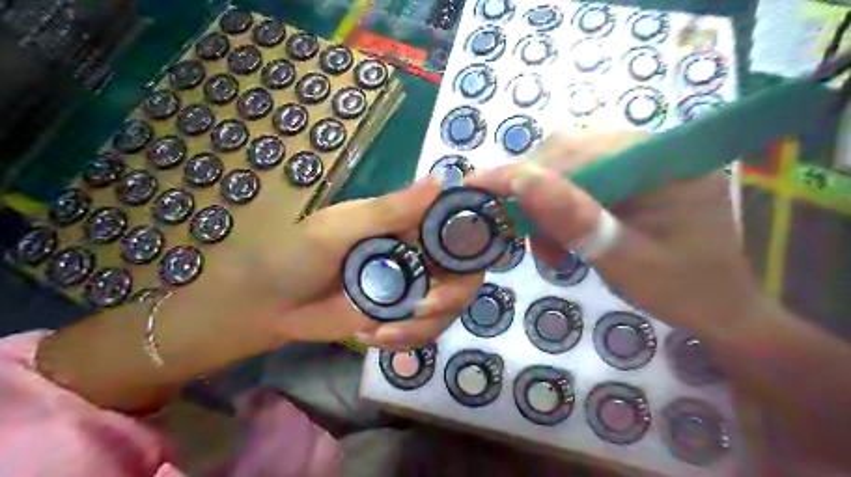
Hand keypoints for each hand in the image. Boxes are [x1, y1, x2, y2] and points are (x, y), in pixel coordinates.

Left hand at [42, 177, 484, 411]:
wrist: (267, 305)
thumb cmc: (295, 254)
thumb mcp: (339, 227)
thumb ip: (390, 209)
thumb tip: (442, 180)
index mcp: (406, 225)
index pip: (456, 225)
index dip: (475, 236)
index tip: (479, 254)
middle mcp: (415, 255)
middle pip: (464, 273)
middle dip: (453, 295)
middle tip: (426, 306)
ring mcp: (409, 289)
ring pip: (449, 307)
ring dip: (426, 324)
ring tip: (385, 329)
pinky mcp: (398, 318)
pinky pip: (425, 332)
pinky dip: (407, 340)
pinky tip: (375, 337)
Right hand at [469, 129, 761, 339]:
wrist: (720, 305)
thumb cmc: (682, 289)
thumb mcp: (625, 260)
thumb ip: (575, 219)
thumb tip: (520, 180)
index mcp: (663, 161)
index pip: (576, 153)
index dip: (522, 172)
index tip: (476, 185)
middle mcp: (650, 148)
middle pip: (569, 151)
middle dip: (534, 194)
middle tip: (523, 237)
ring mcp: (640, 159)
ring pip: (568, 164)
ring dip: (545, 203)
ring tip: (548, 248)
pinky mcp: (630, 175)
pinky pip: (580, 178)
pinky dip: (558, 207)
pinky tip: (561, 238)